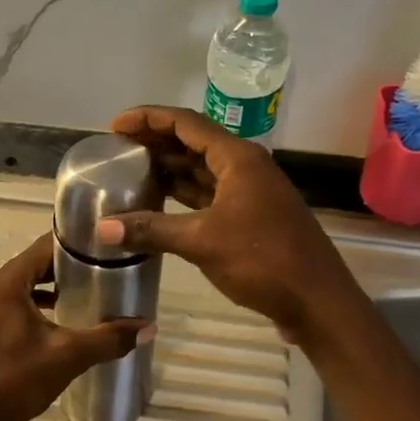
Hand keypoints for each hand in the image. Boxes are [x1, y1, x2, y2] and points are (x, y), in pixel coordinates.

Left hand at [0, 233, 150, 420]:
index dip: (76, 244)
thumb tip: (149, 327)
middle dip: (68, 267)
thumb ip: (108, 339)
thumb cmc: (13, 381)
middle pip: (34, 265)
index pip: (44, 247)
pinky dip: (37, 305)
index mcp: (6, 284)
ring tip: (89, 292)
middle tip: (105, 268)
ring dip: (52, 287)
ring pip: (24, 286)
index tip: (106, 246)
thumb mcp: (67, 357)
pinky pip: (14, 304)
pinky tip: (61, 321)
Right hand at [101, 106, 360, 342]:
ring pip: (201, 170)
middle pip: (194, 142)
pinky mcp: (250, 217)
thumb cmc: (263, 260)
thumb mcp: (202, 242)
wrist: (317, 301)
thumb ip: (152, 230)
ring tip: (131, 171)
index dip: (149, 119)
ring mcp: (249, 192)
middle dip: (156, 142)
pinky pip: (209, 194)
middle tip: (118, 149)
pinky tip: (159, 203)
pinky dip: (183, 195)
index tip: (115, 126)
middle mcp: (245, 166)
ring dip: (169, 169)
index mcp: (237, 158)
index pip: (186, 123)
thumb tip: (102, 229)